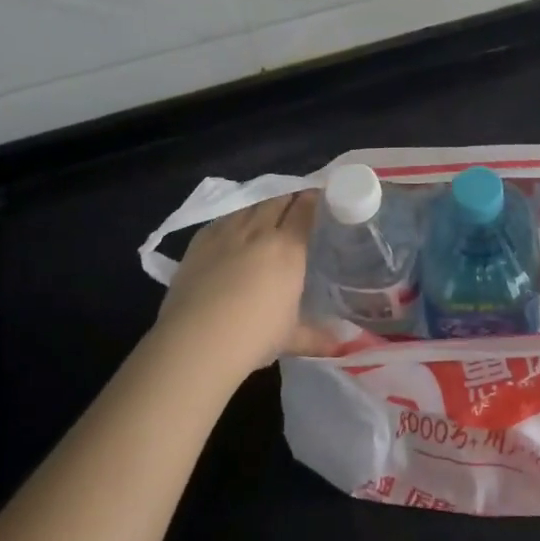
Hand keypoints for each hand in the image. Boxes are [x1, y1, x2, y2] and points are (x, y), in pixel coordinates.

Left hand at [156, 193, 336, 376]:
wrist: (197, 340)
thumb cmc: (254, 337)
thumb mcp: (291, 337)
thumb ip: (317, 336)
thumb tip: (342, 346)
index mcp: (288, 249)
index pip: (304, 212)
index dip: (313, 199)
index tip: (319, 194)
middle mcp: (259, 232)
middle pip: (277, 201)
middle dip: (289, 196)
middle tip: (297, 198)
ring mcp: (227, 233)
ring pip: (249, 206)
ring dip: (262, 204)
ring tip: (267, 208)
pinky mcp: (200, 241)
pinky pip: (222, 219)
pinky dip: (234, 217)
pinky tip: (234, 225)